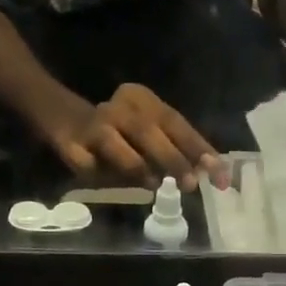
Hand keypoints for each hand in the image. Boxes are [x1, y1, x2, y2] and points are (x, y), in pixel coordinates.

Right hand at [43, 83, 220, 191]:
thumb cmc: (121, 133)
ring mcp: (93, 125)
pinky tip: (106, 181)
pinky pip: (86, 162)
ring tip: (154, 185)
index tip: (220, 176)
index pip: (177, 123)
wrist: (65, 118)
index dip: (200, 150)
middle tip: (190, 184)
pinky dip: (97, 174)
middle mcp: (119, 107)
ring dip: (136, 166)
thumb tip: (207, 173)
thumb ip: (176, 150)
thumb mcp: (151, 134)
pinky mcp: (70, 143)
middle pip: (147, 130)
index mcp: (143, 100)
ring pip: (114, 143)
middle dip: (172, 158)